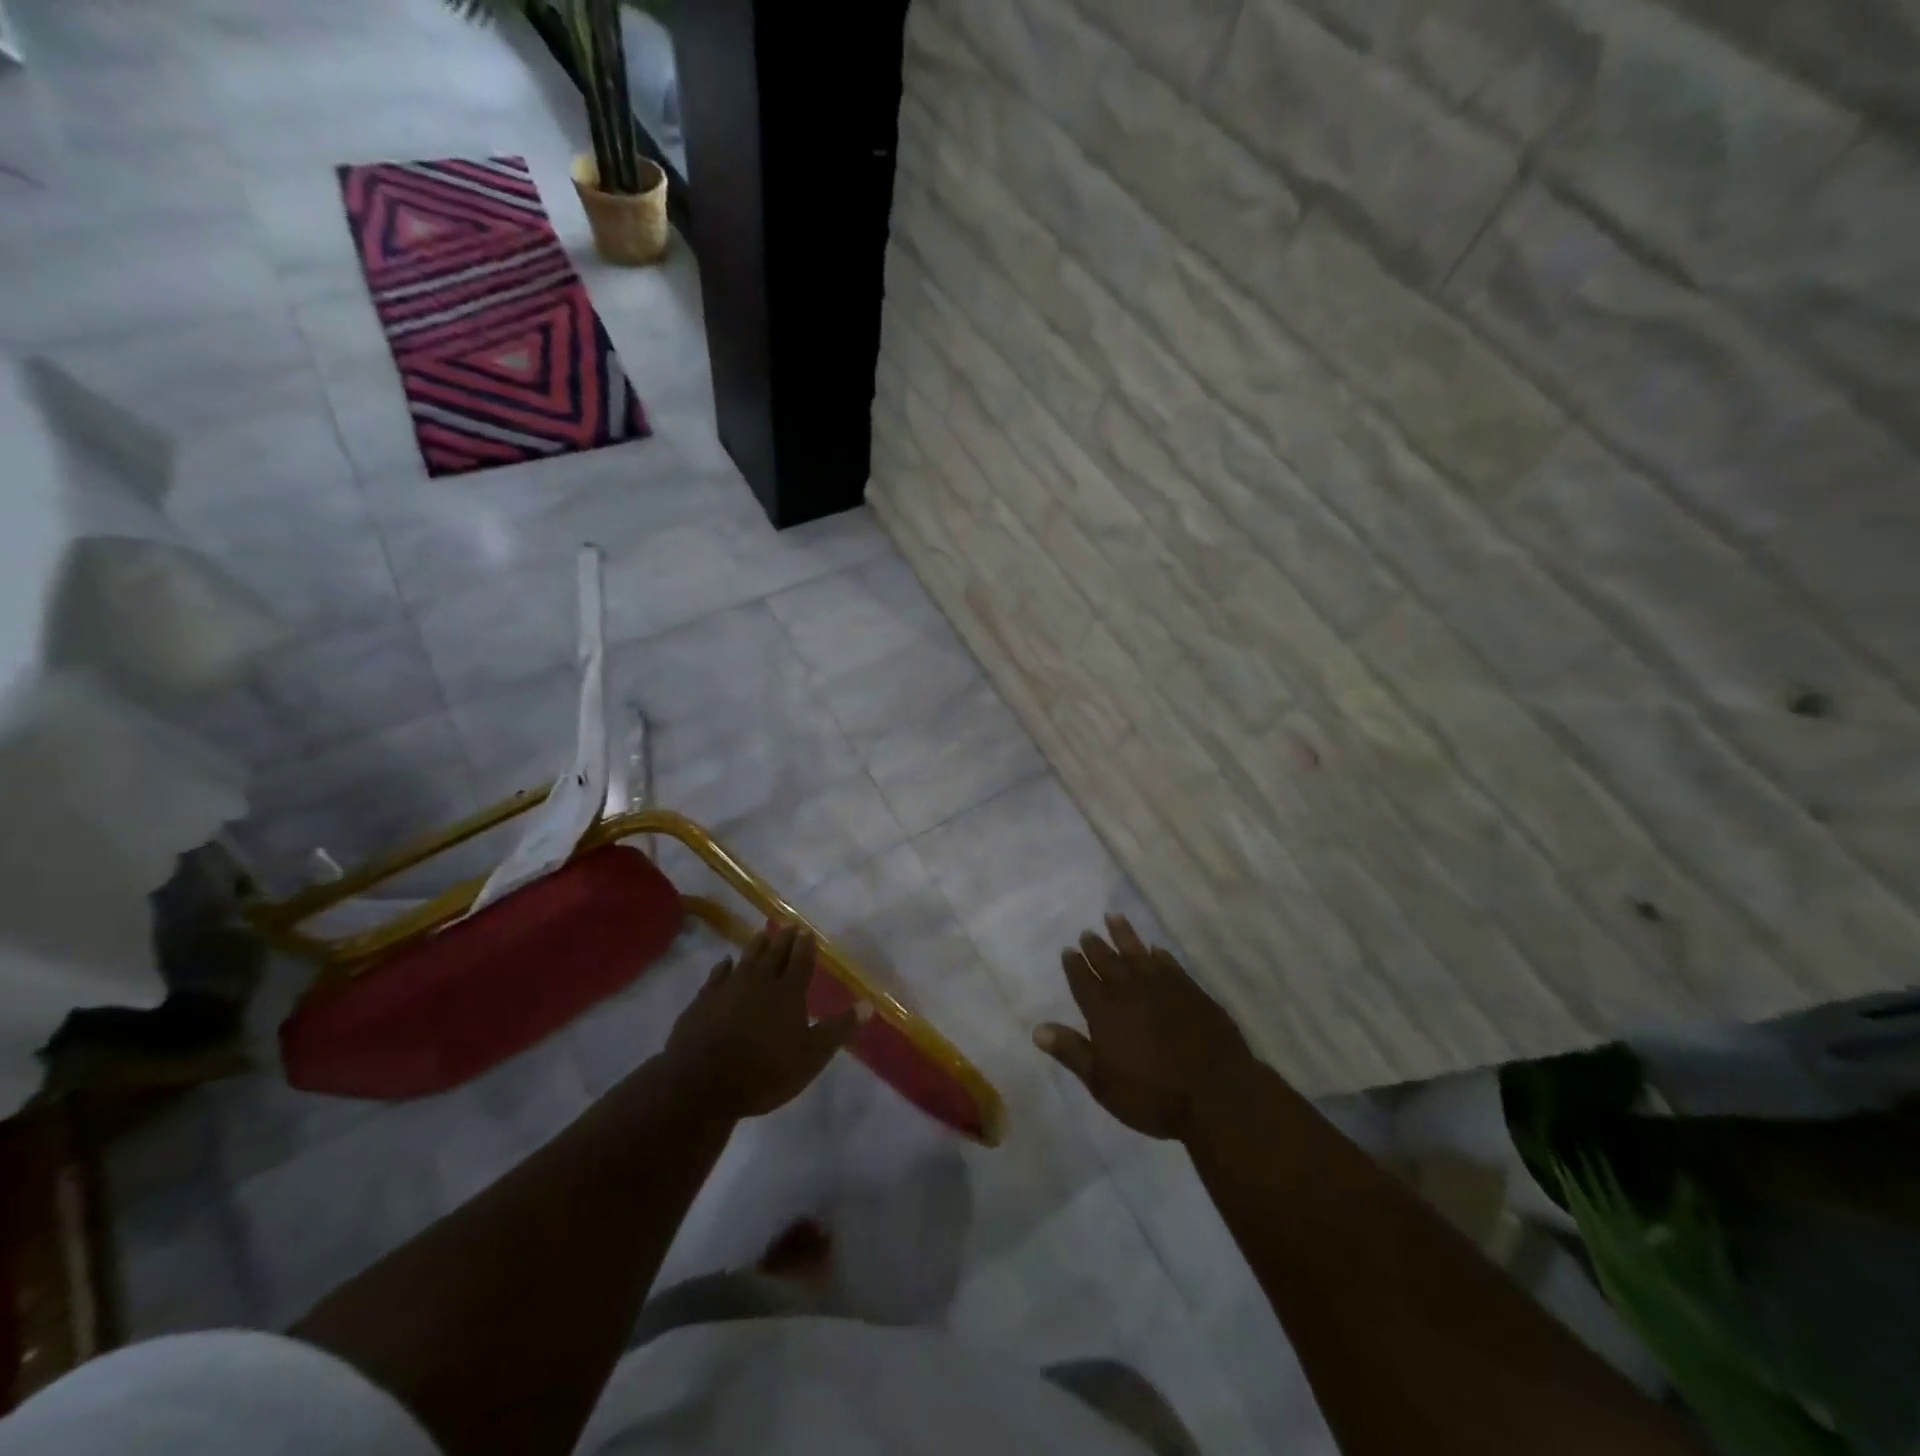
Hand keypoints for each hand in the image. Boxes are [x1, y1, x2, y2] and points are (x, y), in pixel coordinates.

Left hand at [664, 923, 865, 1119]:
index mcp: (789, 992)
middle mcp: (760, 981)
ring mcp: (729, 988)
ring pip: (747, 958)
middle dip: (784, 939)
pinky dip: (724, 966)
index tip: (808, 931)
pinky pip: (717, 975)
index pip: (801, 962)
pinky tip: (725, 963)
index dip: (806, 946)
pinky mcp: (704, 1000)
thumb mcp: (811, 1056)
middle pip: (775, 954)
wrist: (702, 1082)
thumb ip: (838, 1029)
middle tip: (789, 926)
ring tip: (763, 933)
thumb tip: (868, 1005)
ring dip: (756, 945)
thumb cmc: (765, 1071)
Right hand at [1034, 915, 1257, 1141]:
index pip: (1084, 981)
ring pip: (1138, 953)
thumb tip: (1038, 1029)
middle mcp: (1131, 991)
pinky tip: (1155, 950)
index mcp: (1105, 1012)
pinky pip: (1169, 964)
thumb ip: (1072, 1052)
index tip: (1068, 950)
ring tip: (1114, 918)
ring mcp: (1164, 987)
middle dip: (1096, 946)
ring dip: (1124, 936)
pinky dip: (1159, 955)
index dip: (1074, 965)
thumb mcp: (1103, 1083)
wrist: (1215, 1094)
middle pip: (1108, 962)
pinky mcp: (1191, 991)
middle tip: (1087, 932)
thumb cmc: (1153, 1095)